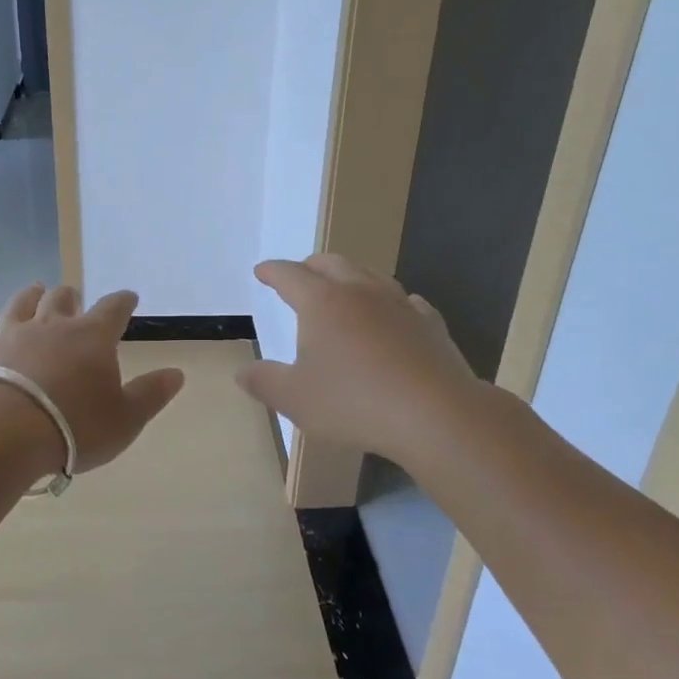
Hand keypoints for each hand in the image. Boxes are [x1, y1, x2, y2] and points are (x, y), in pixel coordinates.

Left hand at [0, 283, 184, 473]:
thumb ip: (151, 394)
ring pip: (20, 305)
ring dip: (29, 295)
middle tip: (74, 295)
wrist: (6, 433)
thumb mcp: (126, 418)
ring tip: (35, 288)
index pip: (113, 309)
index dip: (122, 301)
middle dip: (71, 295)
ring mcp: (11, 337)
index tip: (128, 297)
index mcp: (91, 337)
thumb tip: (177, 373)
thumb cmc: (75, 427)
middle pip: (62, 299)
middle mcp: (51, 327)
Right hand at [238, 254, 481, 469]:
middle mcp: (360, 292)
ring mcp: (400, 305)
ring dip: (350, 276)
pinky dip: (390, 302)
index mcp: (322, 302)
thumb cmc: (354, 402)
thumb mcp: (295, 399)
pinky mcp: (430, 325)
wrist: (435, 414)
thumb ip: (264, 382)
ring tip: (343, 288)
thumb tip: (242, 372)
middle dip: (310, 266)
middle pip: (332, 264)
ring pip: (370, 275)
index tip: (262, 271)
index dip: (272, 272)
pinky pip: (405, 301)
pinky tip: (394, 314)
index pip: (290, 275)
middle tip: (300, 274)